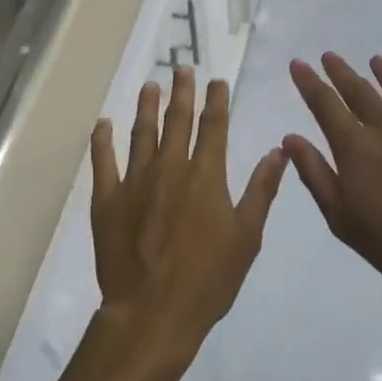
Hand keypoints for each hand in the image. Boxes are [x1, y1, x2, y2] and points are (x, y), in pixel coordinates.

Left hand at [90, 69, 286, 370]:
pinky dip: (102, 140)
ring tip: (150, 85)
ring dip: (146, 106)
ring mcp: (135, 181)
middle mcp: (170, 168)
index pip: (213, 127)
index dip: (216, 101)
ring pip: (141, 132)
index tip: (216, 80)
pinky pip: (103, 161)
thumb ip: (261, 191)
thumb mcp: (247, 238)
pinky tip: (103, 123)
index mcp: (205, 176)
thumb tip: (278, 151)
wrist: (152, 313)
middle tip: (181, 68)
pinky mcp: (108, 199)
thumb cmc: (208, 280)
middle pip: (177, 120)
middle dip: (181, 92)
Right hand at [284, 53, 381, 305]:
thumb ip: (315, 174)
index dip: (309, 83)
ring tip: (375, 61)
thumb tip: (291, 138)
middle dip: (341, 72)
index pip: (325, 105)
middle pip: (360, 91)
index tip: (298, 63)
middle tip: (329, 56)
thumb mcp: (342, 219)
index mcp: (356, 148)